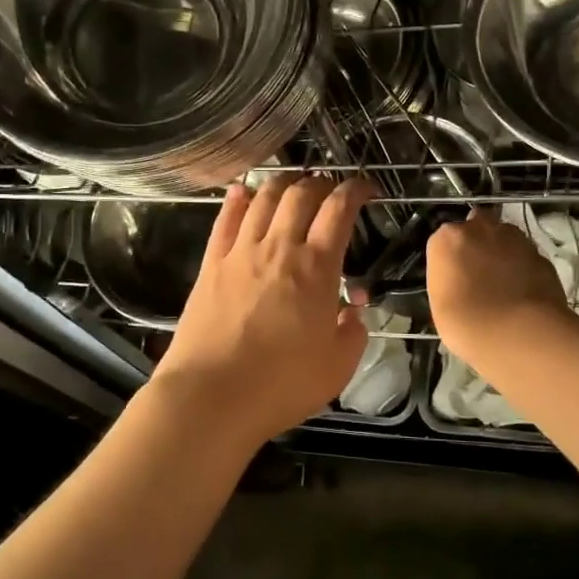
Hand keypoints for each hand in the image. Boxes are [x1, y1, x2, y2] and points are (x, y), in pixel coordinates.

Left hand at [150, 174, 372, 445]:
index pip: (339, 210)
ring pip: (263, 199)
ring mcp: (241, 253)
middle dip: (321, 183)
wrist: (211, 396)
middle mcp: (278, 248)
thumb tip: (352, 310)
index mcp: (316, 268)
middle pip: (300, 195)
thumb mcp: (337, 366)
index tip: (366, 189)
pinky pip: (225, 220)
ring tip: (293, 183)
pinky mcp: (211, 265)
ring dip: (282, 183)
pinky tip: (242, 191)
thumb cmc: (281, 385)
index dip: (355, 191)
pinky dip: (237, 200)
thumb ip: (353, 332)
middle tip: (331, 189)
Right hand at [426, 208, 571, 361]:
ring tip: (504, 285)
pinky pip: (526, 258)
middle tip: (478, 273)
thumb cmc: (466, 322)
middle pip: (477, 226)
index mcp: (448, 238)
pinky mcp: (541, 255)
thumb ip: (448, 279)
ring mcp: (516, 239)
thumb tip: (459, 279)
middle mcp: (481, 228)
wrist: (519, 334)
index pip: (445, 240)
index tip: (453, 277)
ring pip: (505, 238)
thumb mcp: (440, 303)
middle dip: (478, 243)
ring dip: (503, 252)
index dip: (451, 258)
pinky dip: (524, 269)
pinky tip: (523, 293)